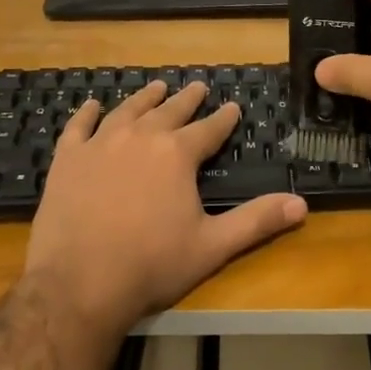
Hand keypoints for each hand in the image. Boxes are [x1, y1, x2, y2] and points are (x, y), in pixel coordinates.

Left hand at [23, 80, 307, 333]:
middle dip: (187, 99)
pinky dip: (87, 113)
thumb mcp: (212, 246)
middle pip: (169, 111)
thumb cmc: (151, 265)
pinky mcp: (68, 159)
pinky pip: (79, 127)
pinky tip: (92, 105)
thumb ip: (257, 221)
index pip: (208, 129)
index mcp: (177, 154)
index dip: (223, 119)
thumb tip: (302, 205)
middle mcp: (141, 137)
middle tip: (198, 86)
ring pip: (128, 111)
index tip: (232, 107)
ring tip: (156, 87)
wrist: (79, 283)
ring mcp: (100, 144)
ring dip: (145, 98)